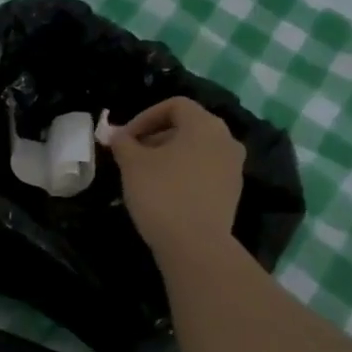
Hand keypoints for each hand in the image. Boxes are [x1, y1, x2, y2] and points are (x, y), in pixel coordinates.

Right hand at [108, 97, 244, 259]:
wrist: (195, 245)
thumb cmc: (162, 194)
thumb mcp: (132, 164)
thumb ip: (123, 143)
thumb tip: (118, 135)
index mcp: (204, 125)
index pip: (174, 105)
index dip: (145, 116)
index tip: (125, 138)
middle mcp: (226, 140)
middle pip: (187, 126)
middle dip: (155, 136)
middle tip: (132, 155)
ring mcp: (233, 167)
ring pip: (196, 149)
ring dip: (169, 155)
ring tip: (145, 174)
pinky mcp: (232, 191)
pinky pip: (205, 170)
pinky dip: (184, 172)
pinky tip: (164, 192)